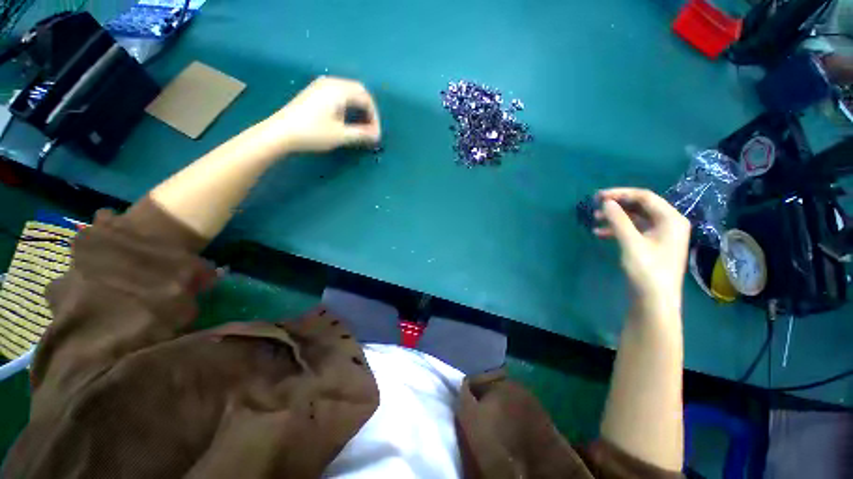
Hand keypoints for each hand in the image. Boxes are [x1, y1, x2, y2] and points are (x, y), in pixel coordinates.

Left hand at [265, 76, 380, 153]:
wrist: (281, 132)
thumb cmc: (313, 133)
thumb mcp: (341, 135)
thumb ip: (361, 134)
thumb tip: (377, 136)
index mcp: (339, 90)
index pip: (366, 99)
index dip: (374, 118)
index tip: (375, 135)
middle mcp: (331, 82)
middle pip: (359, 91)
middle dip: (368, 110)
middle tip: (370, 128)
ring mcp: (321, 85)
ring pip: (349, 91)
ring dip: (359, 107)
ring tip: (361, 125)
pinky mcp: (315, 91)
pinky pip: (339, 92)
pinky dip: (348, 104)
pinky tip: (346, 117)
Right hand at [594, 188, 690, 314]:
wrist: (655, 300)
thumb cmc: (647, 270)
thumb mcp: (631, 243)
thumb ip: (619, 220)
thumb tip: (606, 202)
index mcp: (671, 219)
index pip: (645, 197)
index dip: (621, 194)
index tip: (599, 196)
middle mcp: (669, 223)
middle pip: (640, 206)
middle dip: (617, 205)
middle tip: (595, 205)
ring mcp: (661, 234)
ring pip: (635, 218)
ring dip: (615, 218)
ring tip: (595, 220)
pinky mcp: (652, 244)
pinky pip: (634, 230)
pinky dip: (617, 230)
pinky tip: (600, 233)